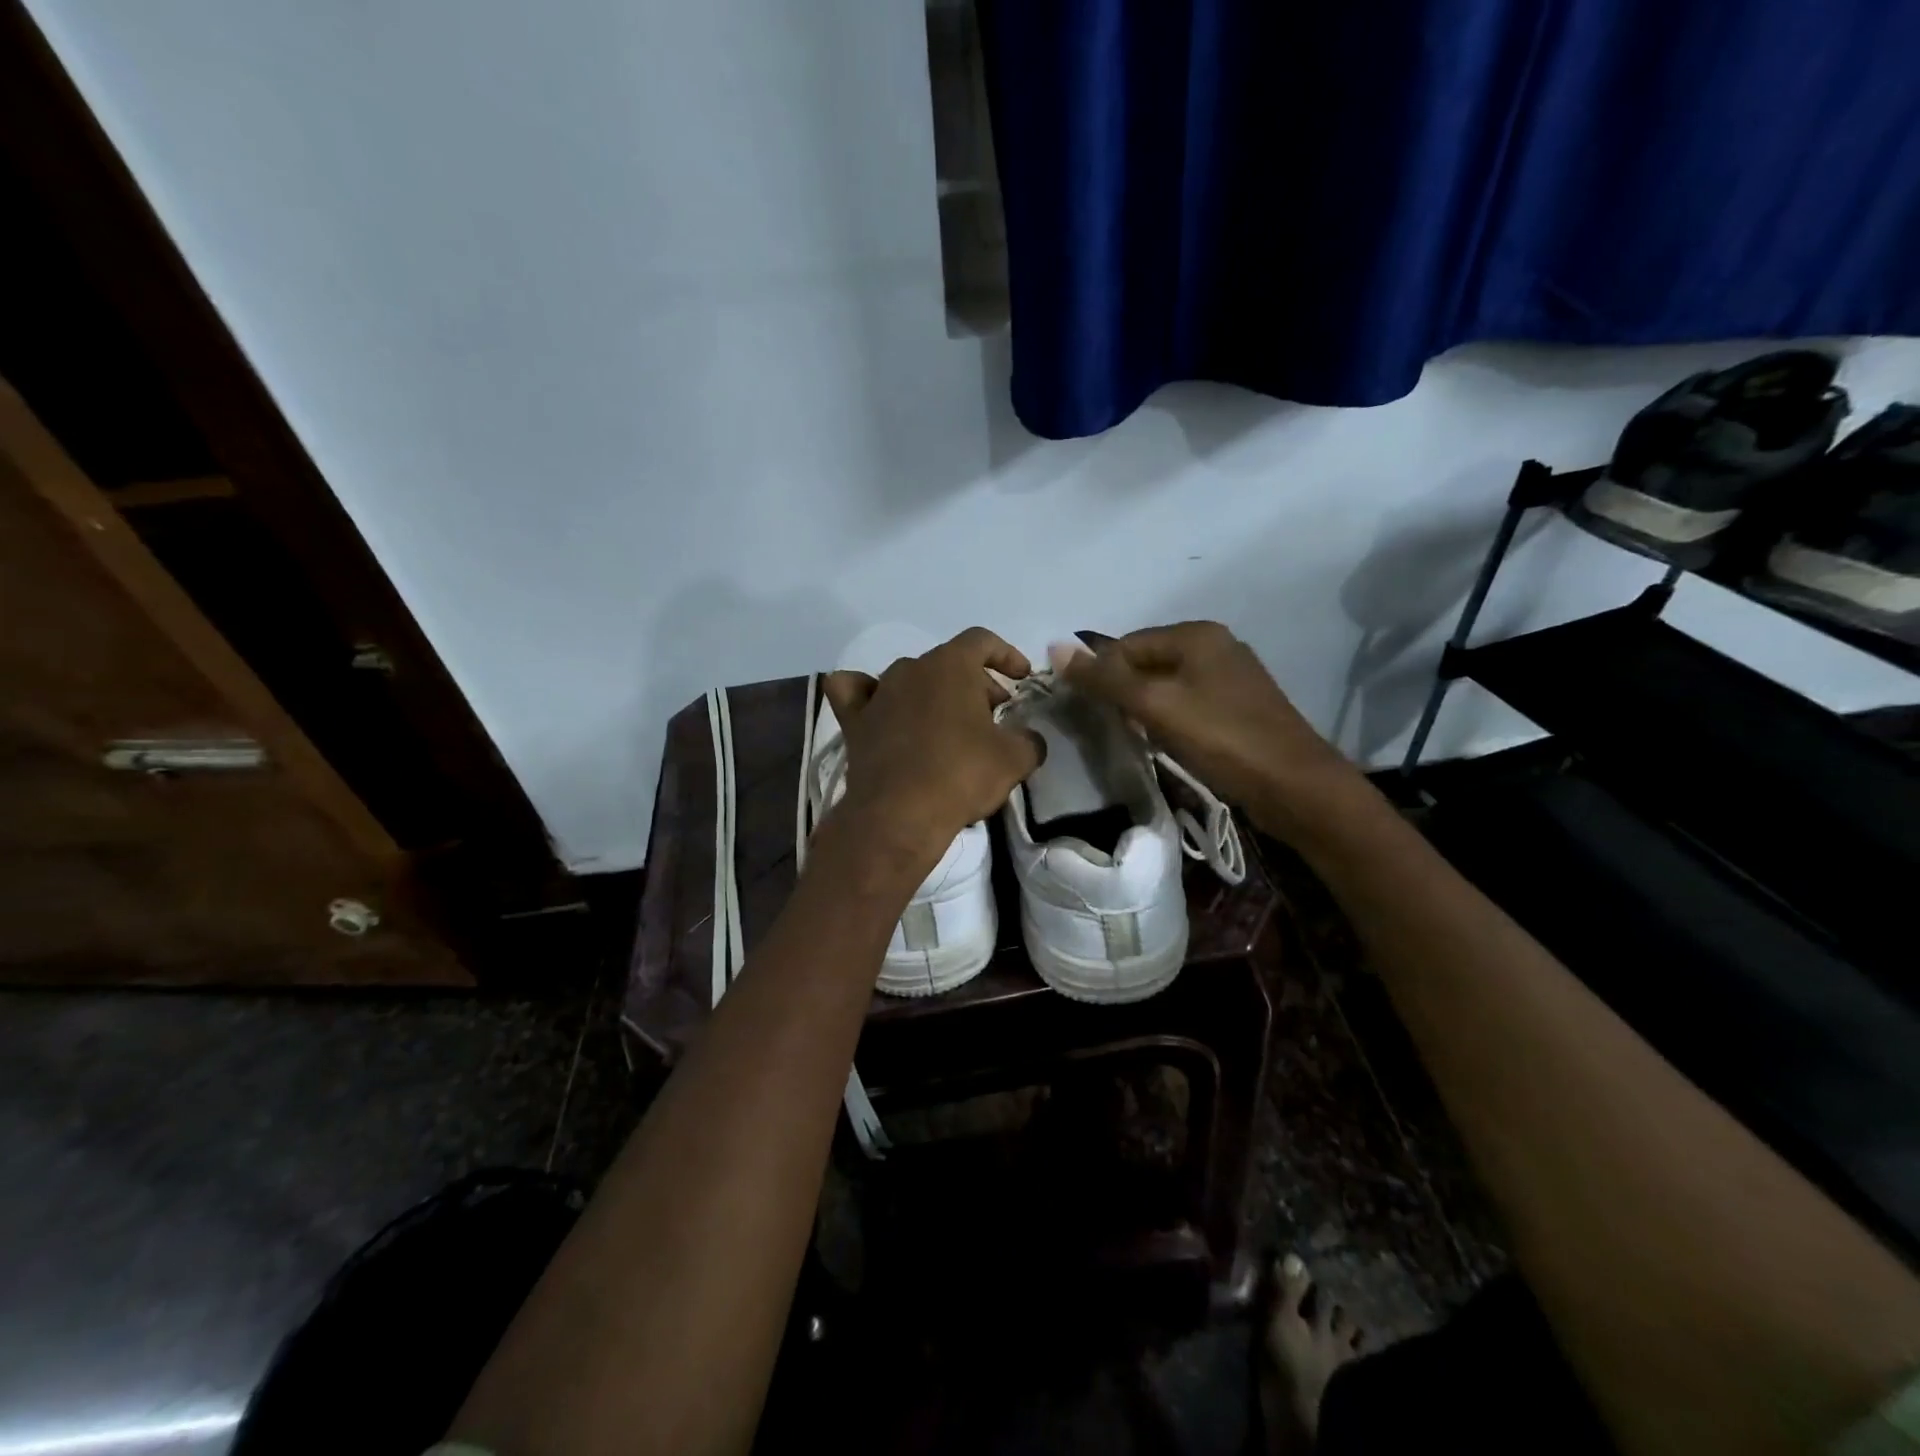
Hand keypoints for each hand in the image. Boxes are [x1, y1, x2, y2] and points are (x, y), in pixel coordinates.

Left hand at [821, 627, 1044, 866]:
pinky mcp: (854, 722)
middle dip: (975, 684)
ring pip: (910, 679)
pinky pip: (856, 693)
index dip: (1007, 654)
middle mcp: (910, 669)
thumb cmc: (961, 776)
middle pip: (948, 663)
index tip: (1022, 678)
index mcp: (950, 665)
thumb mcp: (1014, 759)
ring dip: (934, 694)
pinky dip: (868, 694)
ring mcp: (878, 693)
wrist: (898, 816)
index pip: (981, 641)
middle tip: (993, 716)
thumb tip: (1029, 739)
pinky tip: (879, 708)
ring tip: (950, 724)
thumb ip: (1029, 739)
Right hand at [1057, 621, 1356, 827]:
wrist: (1294, 786)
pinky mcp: (1238, 706)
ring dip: (1145, 710)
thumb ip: (1106, 678)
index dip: (1102, 676)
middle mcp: (1215, 645)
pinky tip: (1168, 744)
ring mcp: (1230, 676)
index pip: (1126, 644)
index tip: (1091, 713)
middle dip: (1124, 694)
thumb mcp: (1156, 706)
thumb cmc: (1222, 739)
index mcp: (1197, 634)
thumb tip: (1055, 646)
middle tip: (1116, 729)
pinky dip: (1169, 720)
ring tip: (1140, 739)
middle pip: (1146, 662)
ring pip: (1166, 685)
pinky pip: (1187, 703)